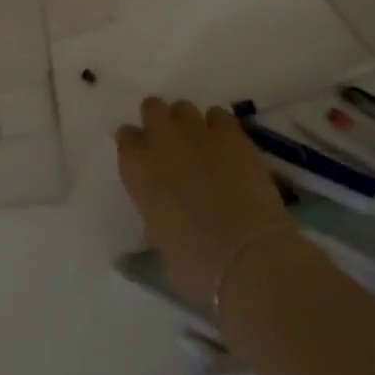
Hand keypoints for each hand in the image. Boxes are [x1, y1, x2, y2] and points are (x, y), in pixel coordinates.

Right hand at [116, 98, 295, 303]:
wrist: (248, 259)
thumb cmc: (196, 266)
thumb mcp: (160, 244)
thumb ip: (154, 217)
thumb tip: (161, 216)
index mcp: (136, 167)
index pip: (126, 137)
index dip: (137, 148)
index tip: (147, 163)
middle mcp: (161, 139)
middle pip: (152, 108)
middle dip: (160, 123)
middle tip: (173, 148)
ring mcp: (197, 132)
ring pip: (184, 108)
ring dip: (189, 124)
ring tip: (203, 147)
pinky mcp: (232, 134)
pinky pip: (219, 116)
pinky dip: (220, 129)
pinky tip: (228, 149)